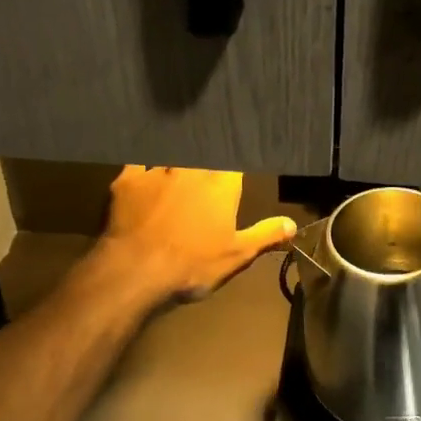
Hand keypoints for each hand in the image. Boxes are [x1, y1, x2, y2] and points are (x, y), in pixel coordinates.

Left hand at [93, 166, 297, 305]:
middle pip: (202, 150)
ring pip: (170, 152)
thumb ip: (265, 235)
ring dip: (176, 155)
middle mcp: (190, 167)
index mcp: (221, 183)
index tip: (235, 164)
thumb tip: (292, 224)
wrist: (137, 270)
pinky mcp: (128, 179)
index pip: (234, 160)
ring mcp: (157, 170)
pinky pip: (138, 162)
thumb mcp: (237, 254)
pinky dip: (143, 164)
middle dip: (206, 152)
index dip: (235, 160)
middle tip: (207, 155)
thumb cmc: (193, 264)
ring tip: (178, 155)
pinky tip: (143, 165)